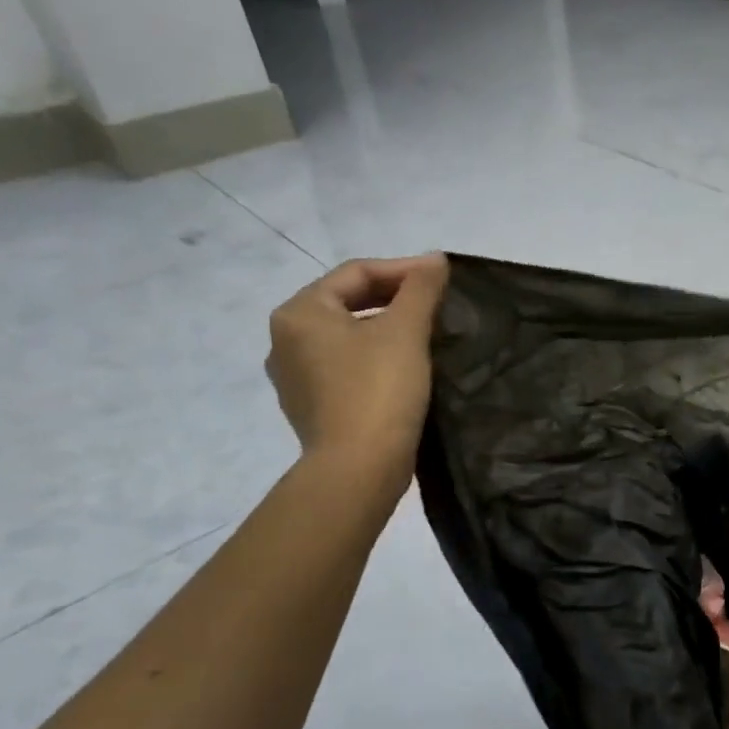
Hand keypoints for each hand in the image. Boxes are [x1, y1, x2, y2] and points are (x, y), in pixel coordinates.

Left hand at [266, 254, 448, 496]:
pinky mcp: (312, 409)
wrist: (359, 469)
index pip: (356, 274)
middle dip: (393, 300)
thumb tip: (435, 260)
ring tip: (425, 336)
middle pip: (347, 304)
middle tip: (436, 305)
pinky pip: (346, 369)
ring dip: (385, 331)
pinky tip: (404, 371)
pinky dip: (374, 360)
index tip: (443, 279)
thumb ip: (421, 288)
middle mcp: (285, 341)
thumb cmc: (379, 391)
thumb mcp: (406, 331)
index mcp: (300, 313)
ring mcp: (295, 379)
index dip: (403, 270)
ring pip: (347, 338)